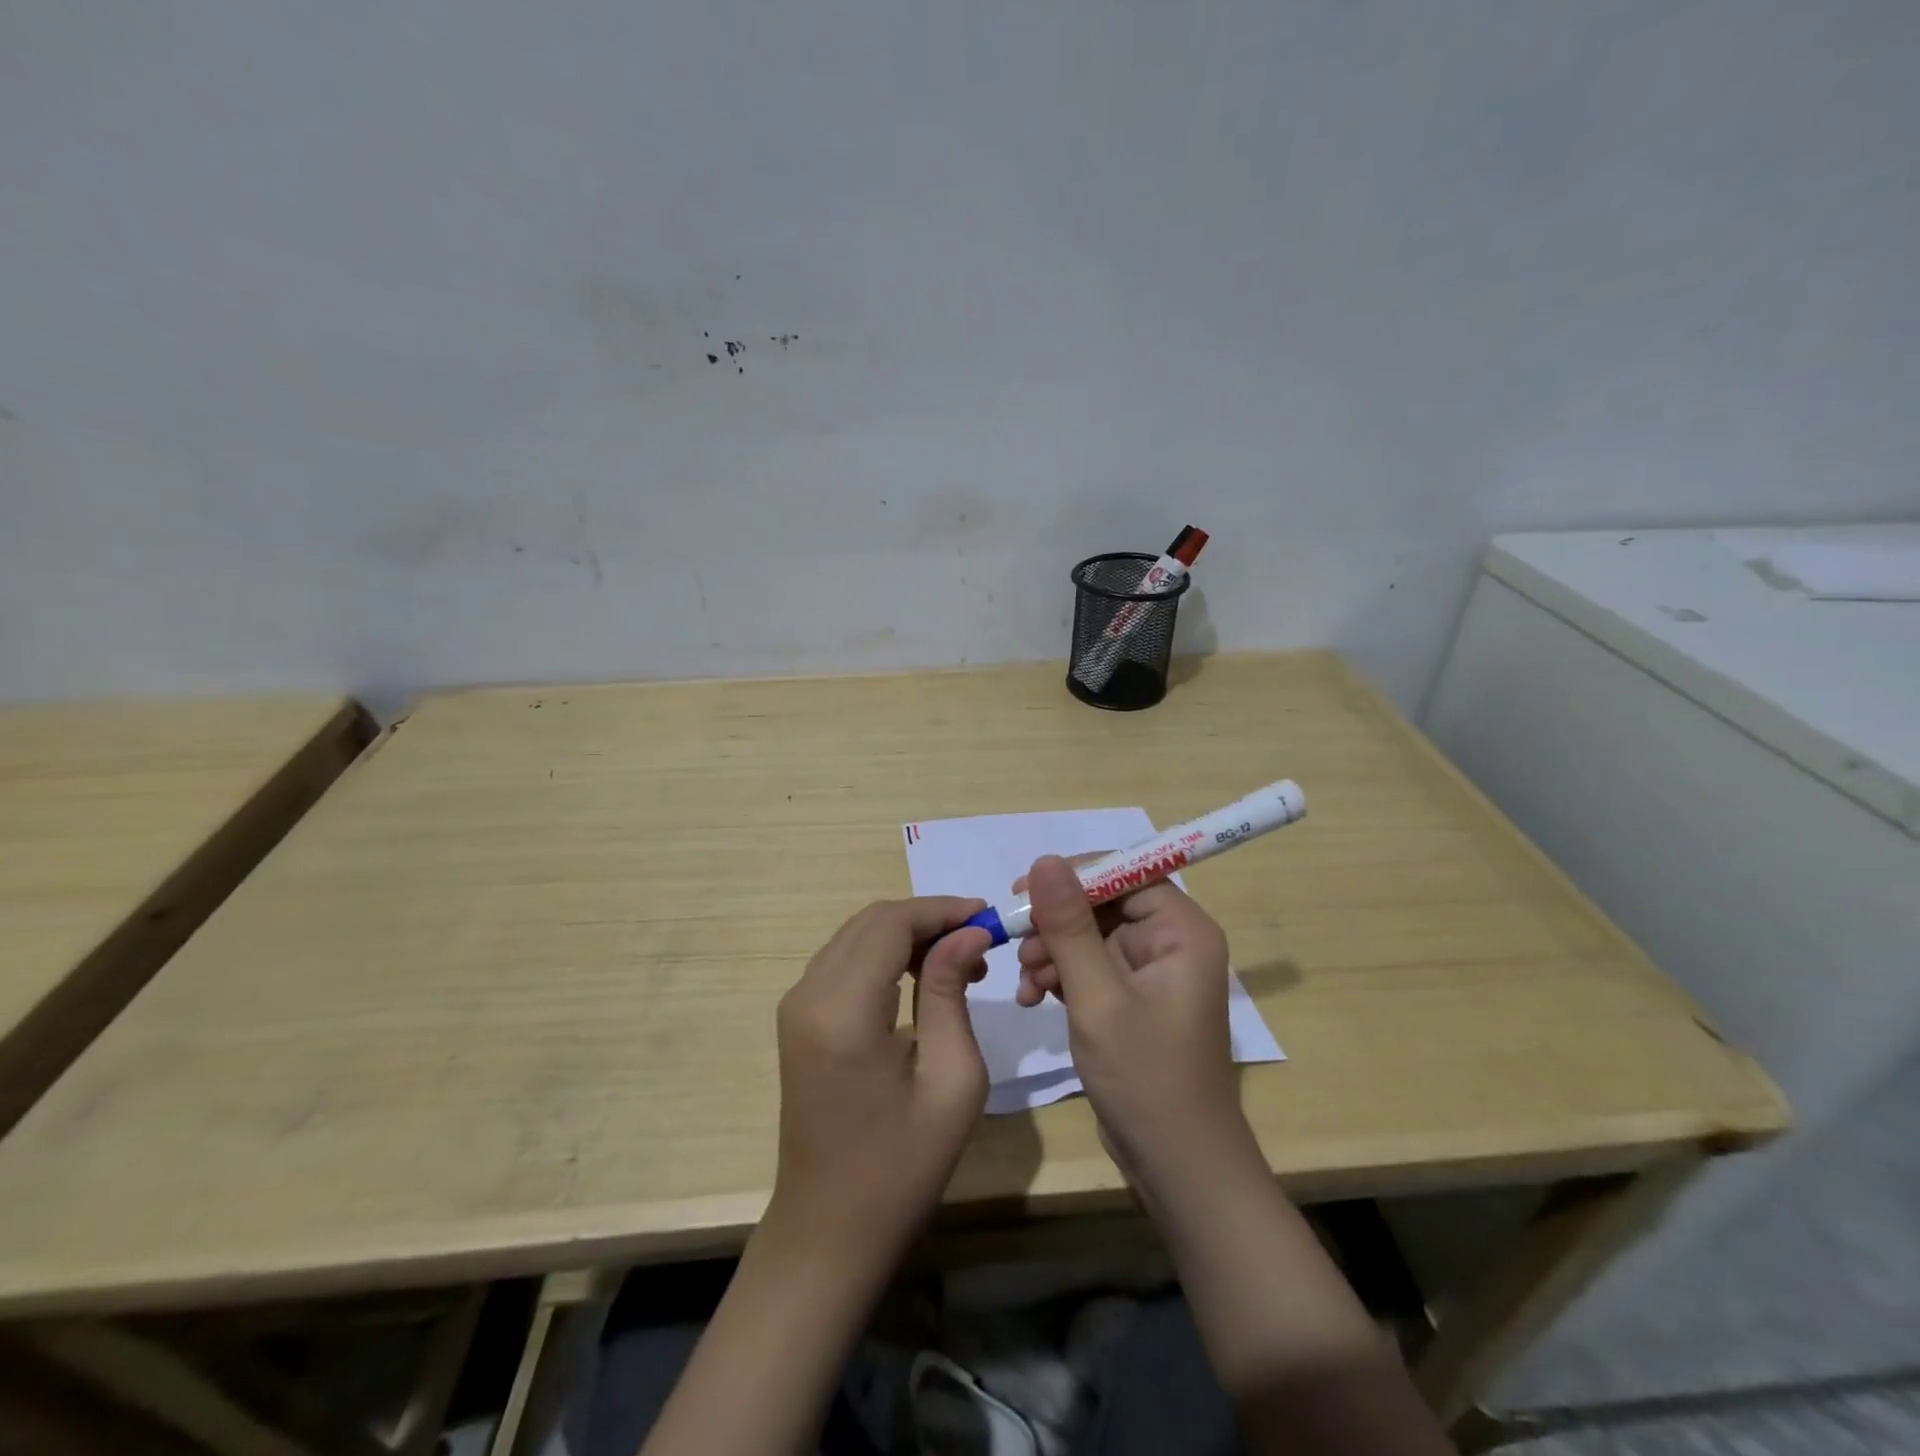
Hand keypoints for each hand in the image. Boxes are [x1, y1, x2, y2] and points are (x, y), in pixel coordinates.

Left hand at [768, 897, 993, 1266]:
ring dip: (907, 935)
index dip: (941, 910)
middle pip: (872, 921)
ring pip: (857, 935)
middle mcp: (808, 994)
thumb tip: (967, 933)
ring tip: (960, 964)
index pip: (891, 923)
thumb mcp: (950, 1079)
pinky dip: (885, 954)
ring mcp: (796, 1005)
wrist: (829, 1231)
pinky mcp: (798, 1018)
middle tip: (979, 943)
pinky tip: (921, 979)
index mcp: (843, 1010)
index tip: (989, 918)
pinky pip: (844, 961)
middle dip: (928, 919)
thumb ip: (951, 992)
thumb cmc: (901, 1167)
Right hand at [1020, 855, 1255, 1197]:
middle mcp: (1170, 941)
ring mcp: (1150, 971)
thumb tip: (1045, 860)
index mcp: (1182, 931)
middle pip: (1102, 903)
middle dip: (1056, 923)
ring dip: (1051, 951)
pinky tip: (1031, 998)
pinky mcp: (1131, 998)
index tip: (1023, 891)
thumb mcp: (1097, 997)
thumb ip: (1069, 927)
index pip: (1124, 873)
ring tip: (1024, 982)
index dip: (1073, 876)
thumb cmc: (1146, 1078)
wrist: (1177, 1166)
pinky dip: (1058, 976)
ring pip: (1088, 935)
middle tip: (1015, 943)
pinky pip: (1088, 966)